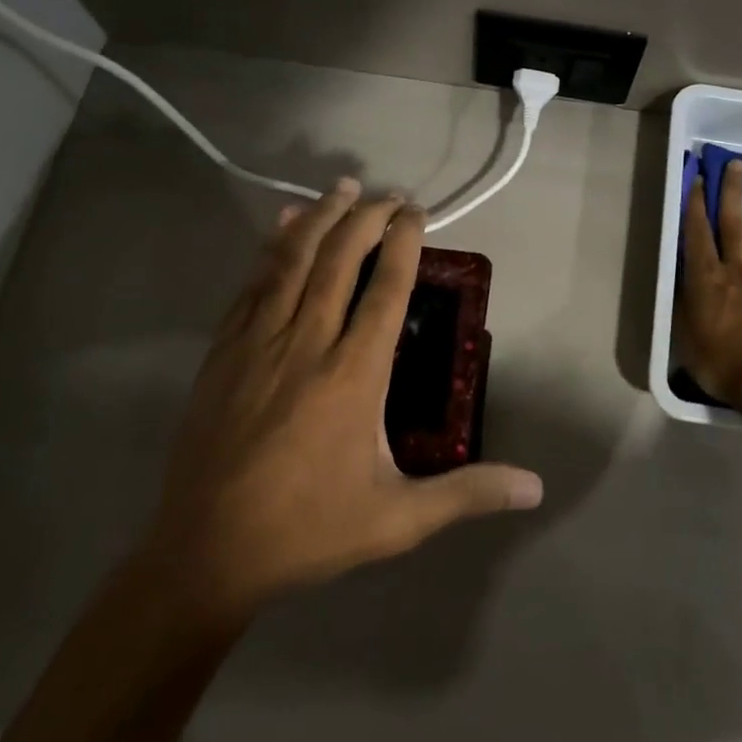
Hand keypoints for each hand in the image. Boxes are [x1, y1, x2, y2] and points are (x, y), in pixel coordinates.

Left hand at [139, 179, 543, 622]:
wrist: (205, 554)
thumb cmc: (308, 531)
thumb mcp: (398, 520)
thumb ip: (467, 493)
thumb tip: (536, 487)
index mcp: (354, 374)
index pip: (386, 288)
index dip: (404, 242)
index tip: (416, 212)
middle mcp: (308, 342)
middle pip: (340, 258)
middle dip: (368, 216)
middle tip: (390, 195)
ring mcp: (259, 341)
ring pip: (293, 260)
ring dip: (321, 217)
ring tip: (343, 187)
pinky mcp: (224, 350)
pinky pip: (252, 283)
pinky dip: (272, 247)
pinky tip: (284, 226)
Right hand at [678, 159, 741, 408]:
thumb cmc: (721, 365)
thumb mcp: (686, 337)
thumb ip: (685, 302)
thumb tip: (686, 277)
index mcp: (706, 280)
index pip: (699, 233)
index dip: (697, 203)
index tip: (699, 178)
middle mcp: (736, 272)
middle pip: (733, 223)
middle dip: (733, 191)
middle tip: (737, 165)